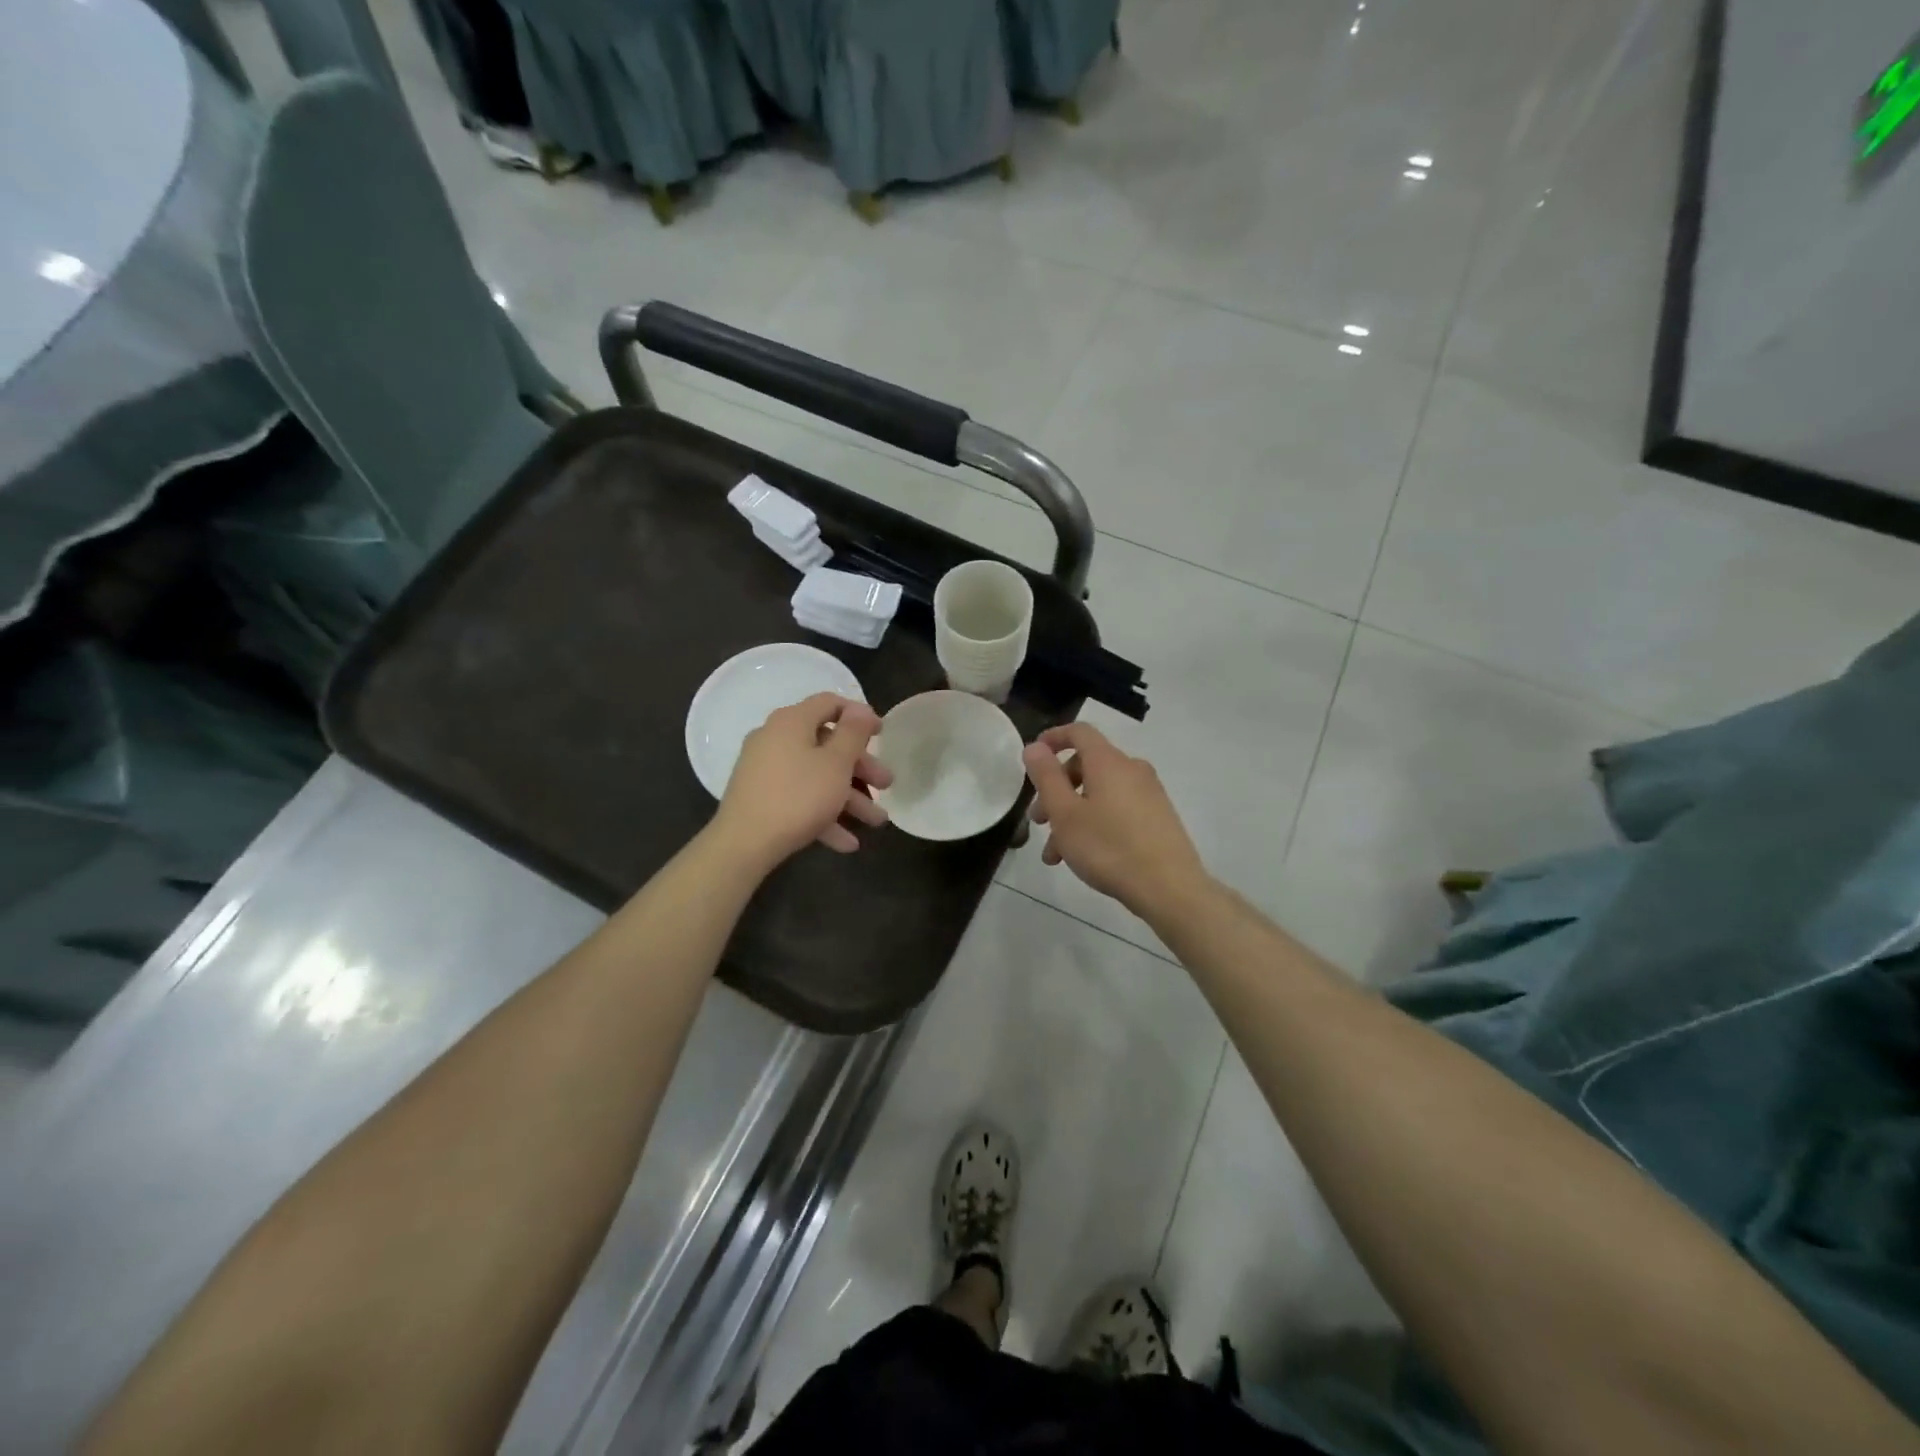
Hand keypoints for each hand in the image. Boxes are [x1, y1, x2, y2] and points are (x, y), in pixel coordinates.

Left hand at [715, 694, 891, 868]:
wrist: (743, 843)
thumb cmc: (798, 796)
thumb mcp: (836, 763)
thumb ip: (853, 733)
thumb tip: (860, 708)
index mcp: (792, 721)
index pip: (830, 703)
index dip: (860, 715)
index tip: (882, 734)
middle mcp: (775, 738)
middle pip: (827, 745)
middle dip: (861, 768)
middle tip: (886, 785)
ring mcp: (765, 769)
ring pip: (816, 776)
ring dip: (849, 798)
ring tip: (875, 822)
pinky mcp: (760, 797)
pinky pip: (799, 798)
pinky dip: (823, 814)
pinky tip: (847, 843)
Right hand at [1023, 723, 1208, 917]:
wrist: (1169, 887)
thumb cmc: (1108, 847)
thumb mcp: (1065, 814)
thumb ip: (1046, 776)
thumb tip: (1035, 746)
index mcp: (1108, 762)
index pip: (1079, 732)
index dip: (1054, 738)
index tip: (1034, 757)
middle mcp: (1132, 770)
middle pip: (1086, 766)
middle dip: (1057, 790)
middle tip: (1038, 821)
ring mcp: (1149, 794)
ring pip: (1099, 794)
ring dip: (1072, 816)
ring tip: (1055, 854)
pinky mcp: (1158, 817)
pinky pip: (1117, 810)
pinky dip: (1094, 823)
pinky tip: (1083, 857)